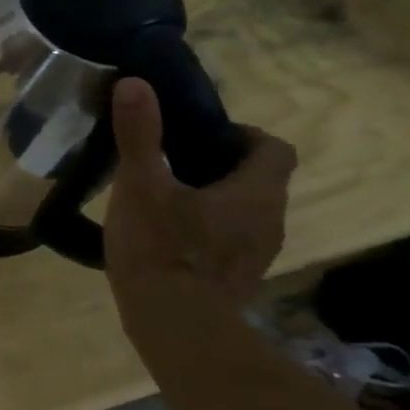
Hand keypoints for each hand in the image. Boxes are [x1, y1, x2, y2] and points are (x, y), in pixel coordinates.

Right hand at [104, 78, 297, 309]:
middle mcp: (268, 220)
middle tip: (167, 161)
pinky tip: (163, 235)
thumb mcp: (140, 185)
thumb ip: (140, 134)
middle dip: (217, 165)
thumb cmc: (162, 249)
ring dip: (210, 198)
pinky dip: (203, 228)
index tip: (197, 136)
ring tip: (160, 197)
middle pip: (257, 179)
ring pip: (241, 210)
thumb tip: (136, 83)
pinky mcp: (235, 277)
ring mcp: (255, 253)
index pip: (273, 149)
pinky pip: (227, 239)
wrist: (176, 326)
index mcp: (255, 193)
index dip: (242, 135)